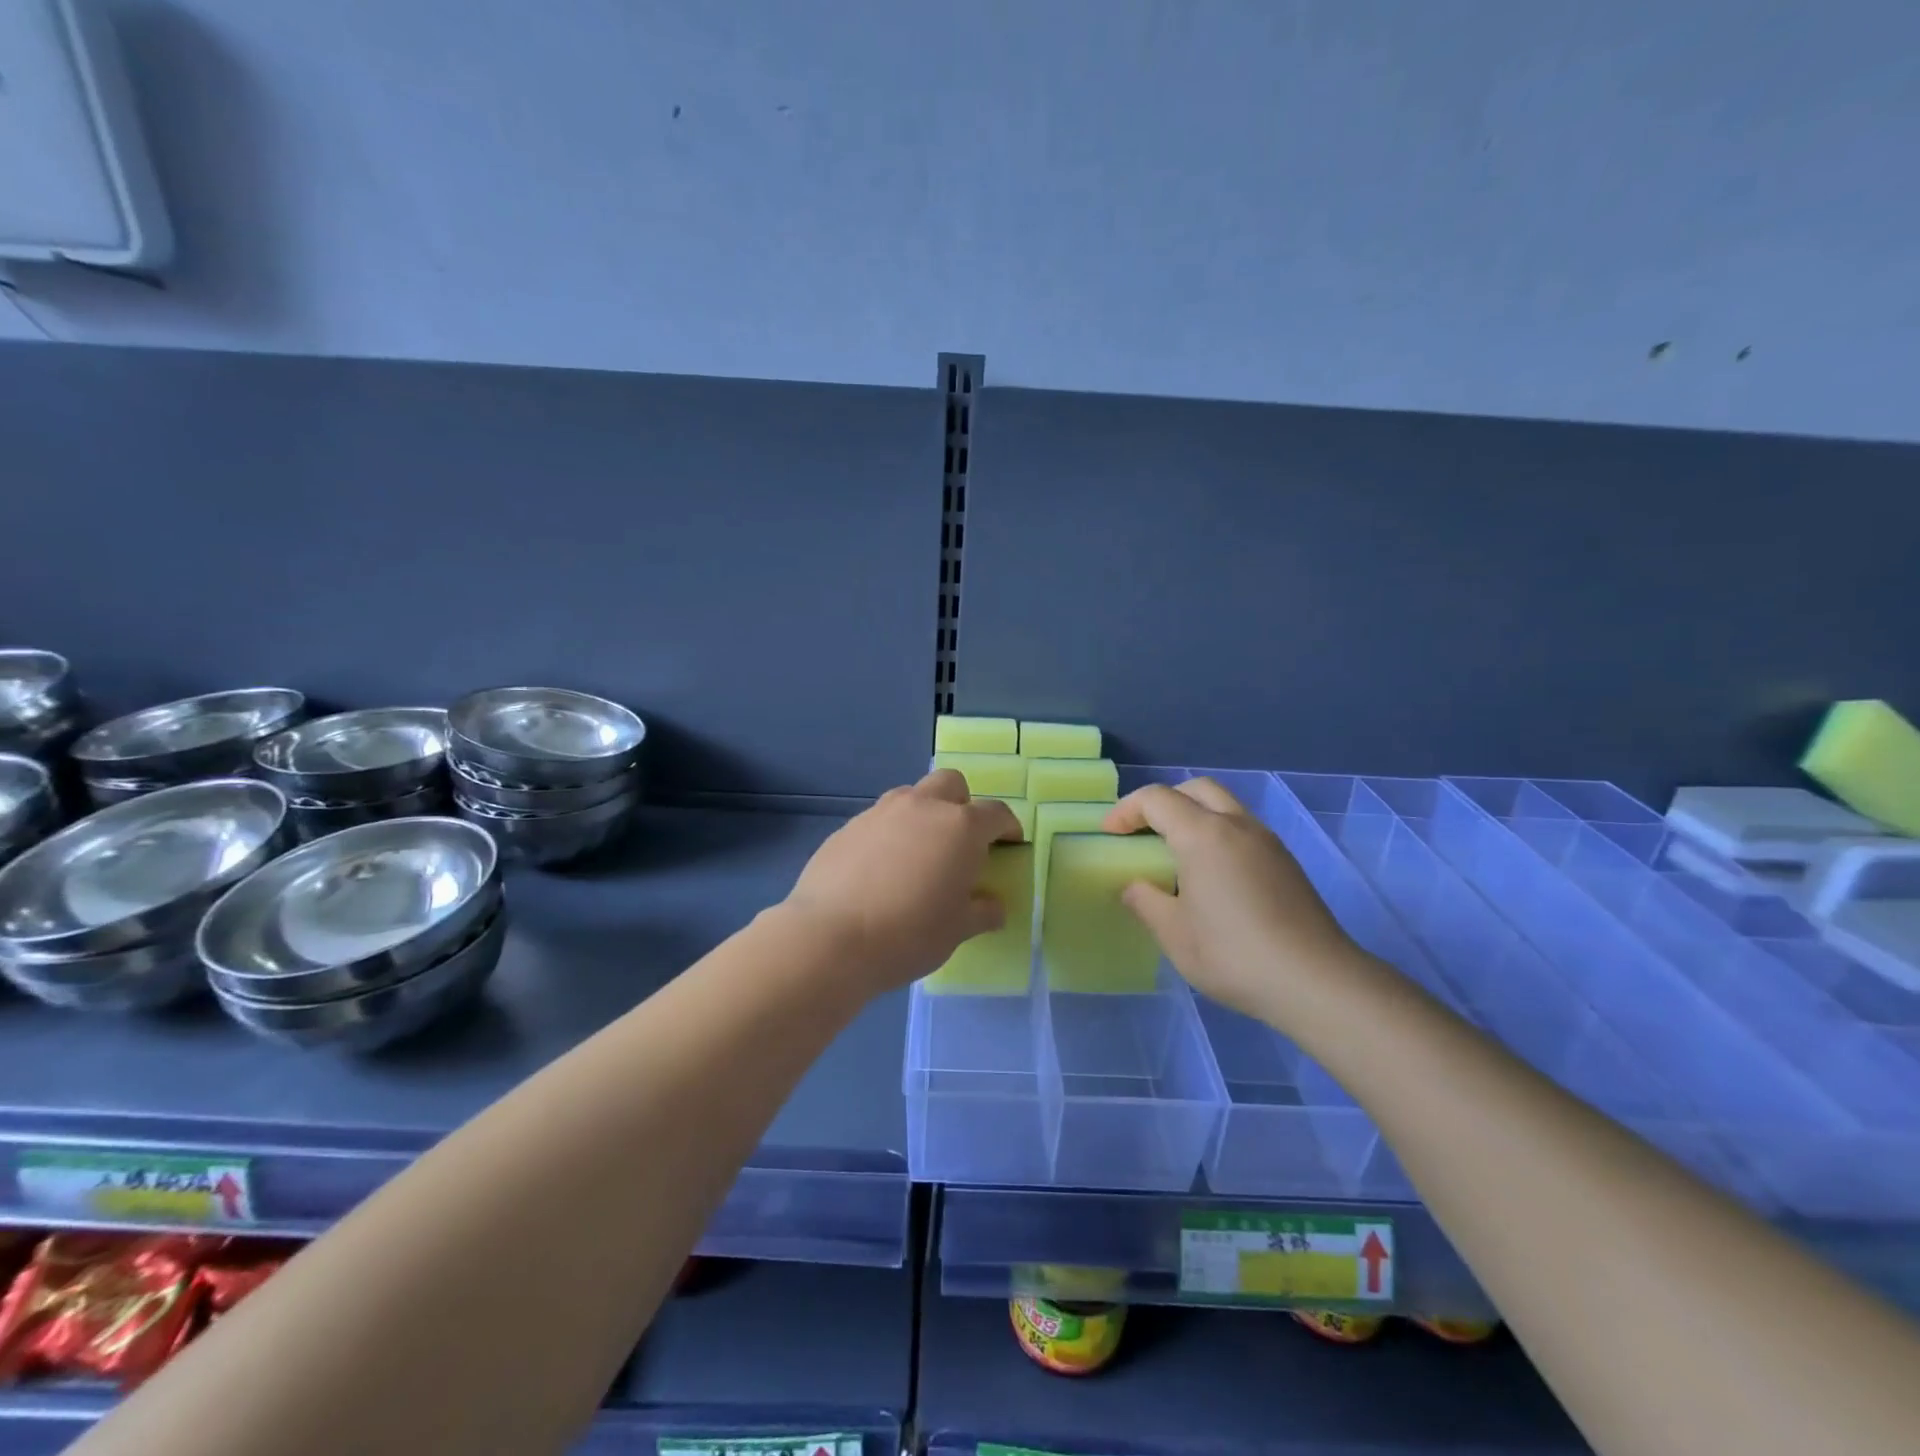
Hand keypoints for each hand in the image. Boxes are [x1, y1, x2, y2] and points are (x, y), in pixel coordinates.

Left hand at [784, 770, 1022, 994]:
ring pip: (911, 796)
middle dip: (962, 804)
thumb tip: (993, 906)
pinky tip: (881, 869)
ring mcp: (881, 812)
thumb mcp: (957, 930)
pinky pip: (879, 819)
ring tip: (919, 854)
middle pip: (951, 784)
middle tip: (961, 840)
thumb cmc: (909, 934)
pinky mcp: (848, 826)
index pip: (996, 813)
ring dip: (923, 814)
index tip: (1010, 843)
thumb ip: (981, 912)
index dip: (1008, 827)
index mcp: (960, 826)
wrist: (831, 937)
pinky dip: (890, 834)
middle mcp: (922, 806)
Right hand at [1103, 778, 1364, 1023]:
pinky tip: (1211, 876)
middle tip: (1143, 833)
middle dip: (1163, 802)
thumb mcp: (1174, 933)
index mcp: (1203, 834)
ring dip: (1193, 816)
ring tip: (1175, 855)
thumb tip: (1134, 887)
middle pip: (1195, 789)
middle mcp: (1237, 825)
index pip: (1156, 799)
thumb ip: (1145, 901)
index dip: (1126, 811)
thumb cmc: (1233, 954)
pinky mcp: (1285, 862)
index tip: (1109, 835)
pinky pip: (1242, 829)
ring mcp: (1267, 842)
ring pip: (1224, 806)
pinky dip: (1217, 835)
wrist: (1316, 981)